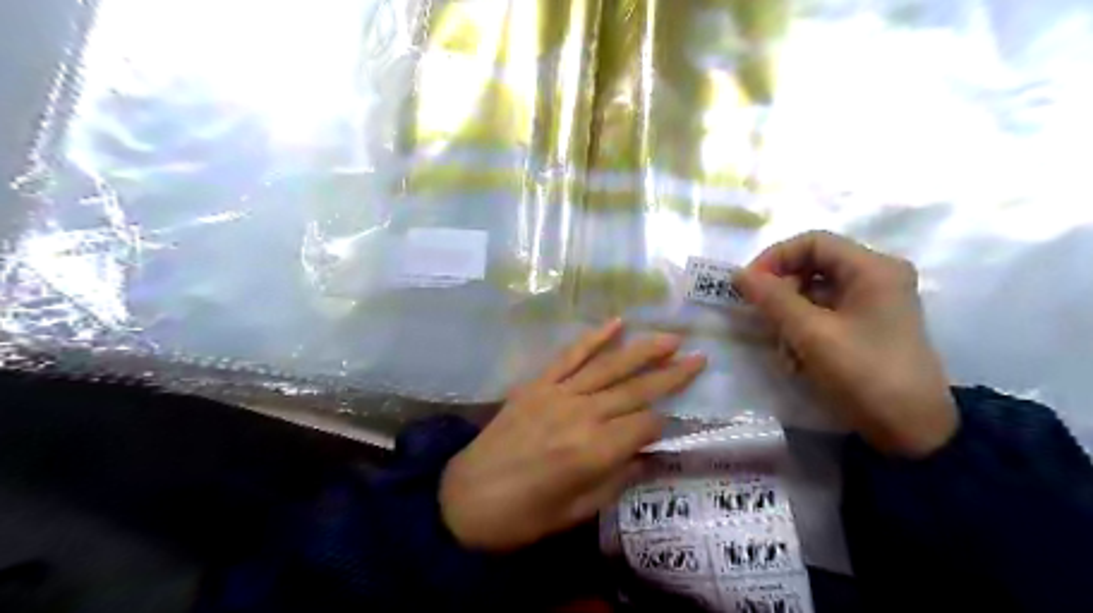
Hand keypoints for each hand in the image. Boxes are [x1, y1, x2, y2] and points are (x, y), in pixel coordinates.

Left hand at [442, 321, 709, 550]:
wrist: (465, 499)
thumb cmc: (524, 516)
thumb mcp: (578, 511)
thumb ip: (618, 479)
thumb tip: (647, 455)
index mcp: (595, 451)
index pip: (645, 426)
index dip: (662, 425)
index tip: (670, 426)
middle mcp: (582, 415)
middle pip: (636, 389)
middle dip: (671, 374)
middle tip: (700, 357)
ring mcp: (558, 394)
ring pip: (609, 366)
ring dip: (643, 350)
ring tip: (672, 337)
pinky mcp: (537, 384)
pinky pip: (569, 356)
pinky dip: (593, 338)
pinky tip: (616, 322)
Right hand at [733, 232, 959, 455]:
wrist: (912, 431)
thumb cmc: (864, 374)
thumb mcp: (811, 334)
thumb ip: (772, 299)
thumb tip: (738, 274)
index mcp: (872, 268)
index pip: (812, 242)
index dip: (774, 258)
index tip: (748, 286)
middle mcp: (876, 276)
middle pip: (813, 266)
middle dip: (782, 292)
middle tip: (761, 318)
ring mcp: (874, 302)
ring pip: (814, 292)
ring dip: (790, 316)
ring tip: (784, 349)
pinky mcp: (868, 325)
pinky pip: (825, 313)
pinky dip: (805, 330)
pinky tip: (798, 358)